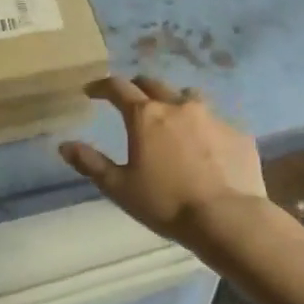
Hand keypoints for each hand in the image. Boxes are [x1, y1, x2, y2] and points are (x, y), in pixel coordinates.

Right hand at [60, 76, 266, 243]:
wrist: (227, 218)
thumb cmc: (165, 203)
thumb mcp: (119, 187)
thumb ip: (90, 163)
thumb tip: (65, 146)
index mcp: (145, 116)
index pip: (118, 87)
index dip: (101, 86)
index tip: (91, 91)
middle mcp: (178, 106)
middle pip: (153, 84)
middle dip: (137, 88)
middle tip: (129, 101)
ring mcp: (212, 117)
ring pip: (188, 97)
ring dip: (173, 102)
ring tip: (170, 118)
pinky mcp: (238, 134)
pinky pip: (215, 122)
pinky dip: (202, 128)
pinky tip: (203, 148)